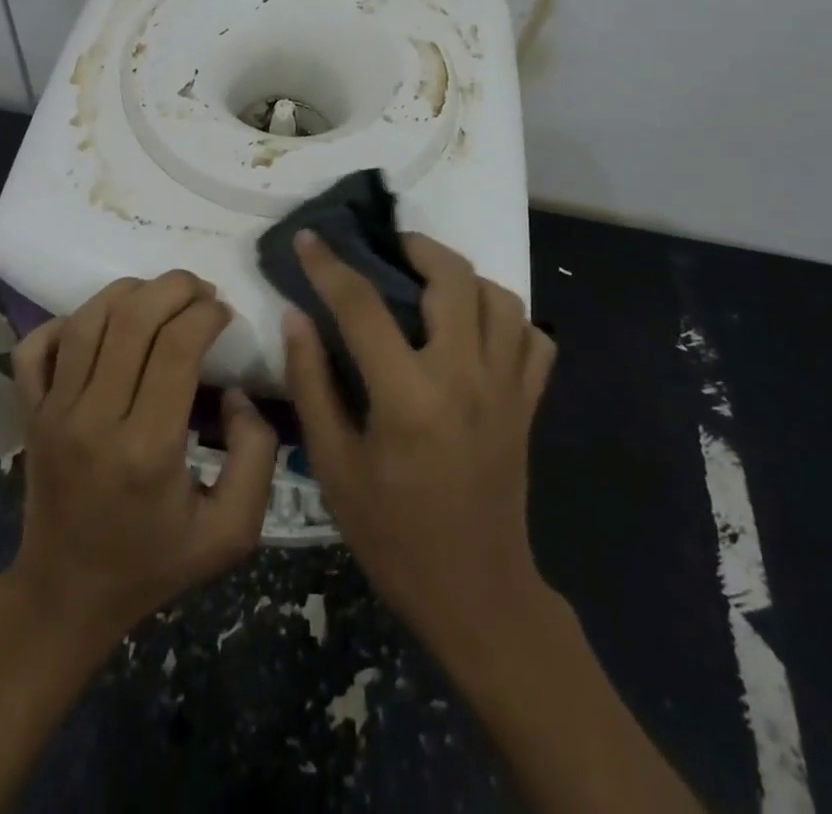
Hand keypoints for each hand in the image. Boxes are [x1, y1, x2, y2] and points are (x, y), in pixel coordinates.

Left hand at [9, 271, 278, 649]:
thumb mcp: (231, 531)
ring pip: (87, 320)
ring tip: (160, 296)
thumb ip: (256, 456)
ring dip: (130, 292)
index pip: (177, 346)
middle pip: (133, 319)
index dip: (208, 314)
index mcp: (148, 448)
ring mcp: (53, 413)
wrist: (67, 596)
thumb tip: (236, 394)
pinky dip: (66, 321)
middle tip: (201, 291)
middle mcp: (94, 419)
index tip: (225, 315)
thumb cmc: (153, 563)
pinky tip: (100, 325)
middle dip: (175, 288)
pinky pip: (35, 348)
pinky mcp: (29, 413)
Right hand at [281, 231, 555, 666]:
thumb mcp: (334, 466)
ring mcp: (507, 388)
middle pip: (453, 278)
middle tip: (389, 249)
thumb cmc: (392, 534)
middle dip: (417, 248)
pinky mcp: (529, 404)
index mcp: (408, 396)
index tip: (311, 237)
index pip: (363, 306)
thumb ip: (312, 384)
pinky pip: (533, 338)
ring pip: (502, 298)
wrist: (475, 594)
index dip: (330, 265)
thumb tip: (297, 316)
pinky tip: (479, 329)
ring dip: (465, 278)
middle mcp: (466, 377)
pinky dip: (508, 319)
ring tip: (432, 283)